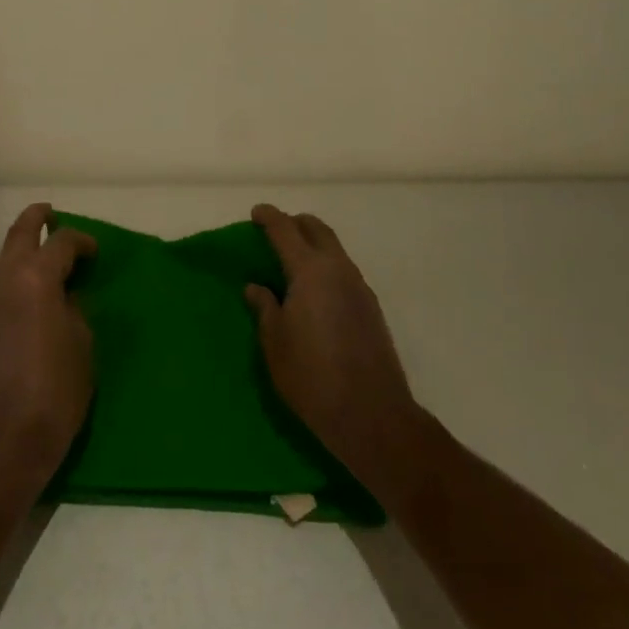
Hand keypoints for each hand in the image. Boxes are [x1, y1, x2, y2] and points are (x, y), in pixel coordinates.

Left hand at [0, 203, 97, 494]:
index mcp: (36, 278)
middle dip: (36, 218)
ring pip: (4, 256)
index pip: (60, 242)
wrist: (0, 442)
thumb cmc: (54, 392)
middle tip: (53, 214)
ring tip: (46, 252)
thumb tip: (66, 298)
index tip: (96, 251)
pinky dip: (15, 271)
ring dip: (23, 245)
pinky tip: (32, 288)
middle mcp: (6, 279)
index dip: (81, 240)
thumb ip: (75, 311)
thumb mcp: (82, 347)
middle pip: (19, 233)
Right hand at [246, 205, 425, 487]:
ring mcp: (360, 288)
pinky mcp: (371, 308)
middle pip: (317, 230)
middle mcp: (338, 270)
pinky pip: (343, 271)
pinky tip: (313, 291)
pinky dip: (325, 266)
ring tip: (291, 262)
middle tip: (274, 231)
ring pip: (334, 249)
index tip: (255, 213)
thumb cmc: (312, 377)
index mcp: (310, 271)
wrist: (372, 416)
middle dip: (295, 224)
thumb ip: (265, 308)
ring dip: (313, 245)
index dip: (269, 217)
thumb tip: (256, 287)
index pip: (285, 230)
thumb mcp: (275, 342)